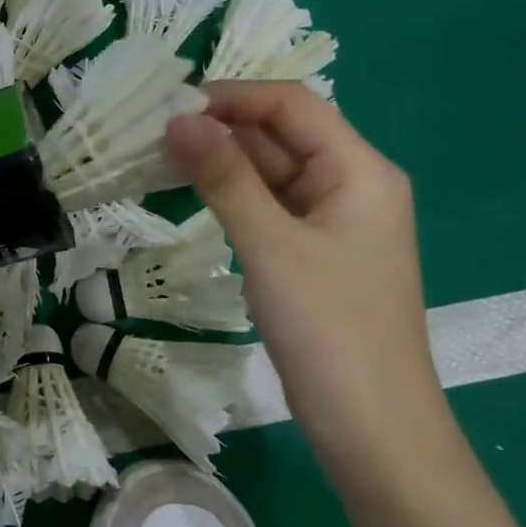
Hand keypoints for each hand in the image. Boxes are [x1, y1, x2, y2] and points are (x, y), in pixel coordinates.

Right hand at [164, 82, 447, 471]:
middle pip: (283, 135)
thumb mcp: (270, 244)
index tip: (170, 104)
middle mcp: (352, 185)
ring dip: (222, 162)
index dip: (233, 96)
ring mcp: (333, 223)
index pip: (292, 105)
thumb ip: (224, 177)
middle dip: (221, 128)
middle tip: (152, 132)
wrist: (373, 430)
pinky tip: (192, 194)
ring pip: (272, 172)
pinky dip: (233, 196)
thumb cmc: (329, 328)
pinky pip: (270, 207)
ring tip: (160, 156)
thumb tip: (178, 118)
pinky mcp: (314, 256)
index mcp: (360, 170)